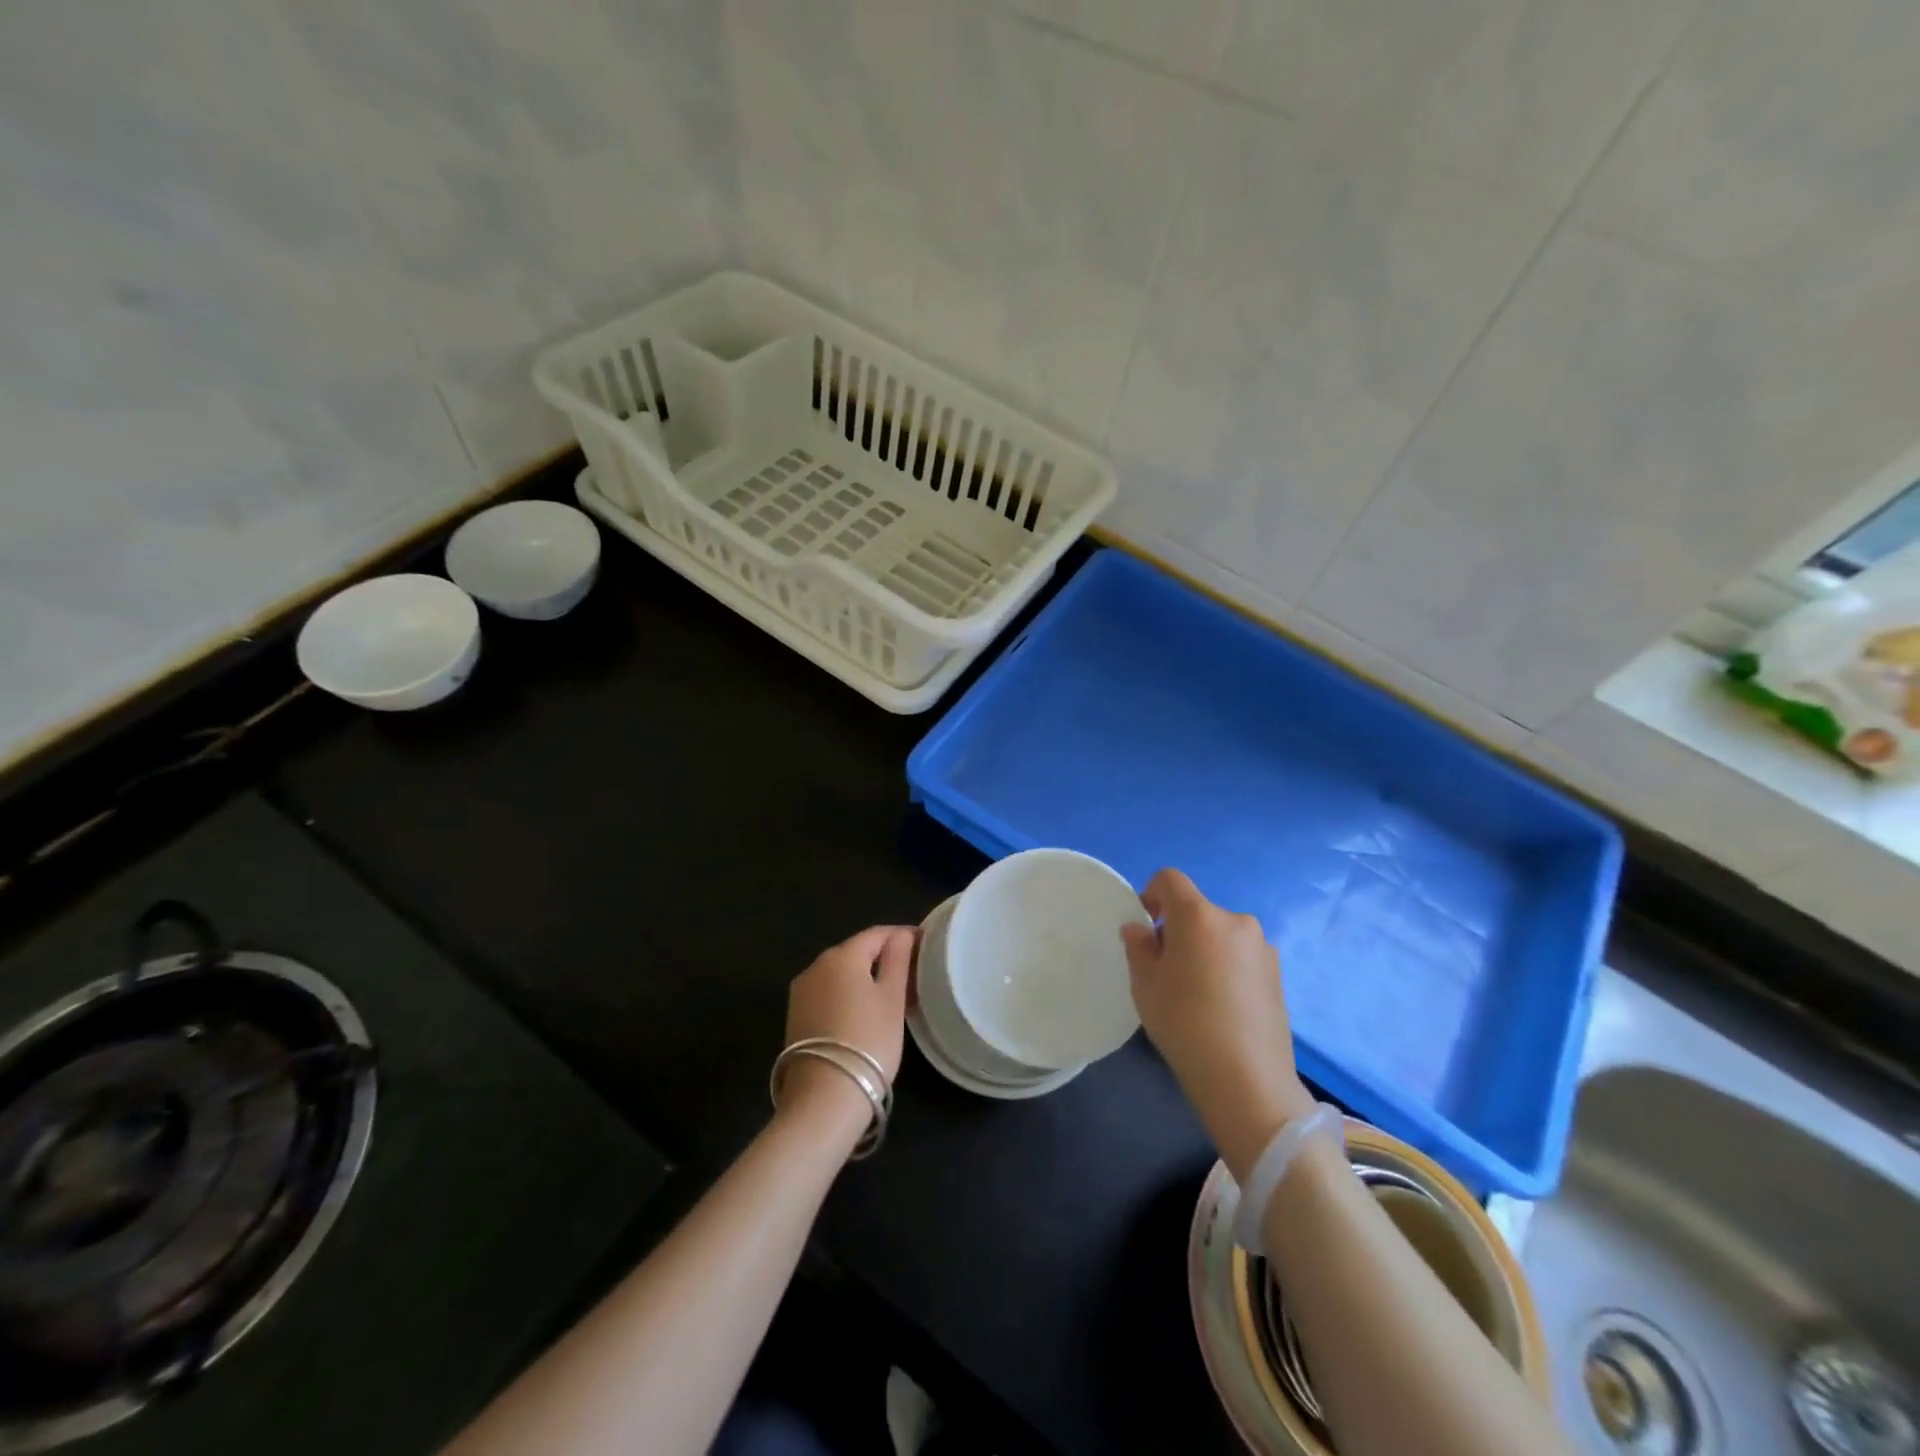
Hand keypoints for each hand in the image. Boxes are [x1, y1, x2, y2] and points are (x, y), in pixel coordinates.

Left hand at [779, 925, 914, 1135]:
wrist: (824, 1097)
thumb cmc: (868, 1041)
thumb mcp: (892, 998)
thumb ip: (897, 960)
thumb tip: (901, 935)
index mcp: (841, 955)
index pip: (876, 934)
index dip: (902, 935)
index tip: (924, 945)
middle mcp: (816, 966)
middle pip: (855, 951)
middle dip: (882, 957)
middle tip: (911, 973)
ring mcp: (801, 992)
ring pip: (840, 973)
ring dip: (864, 977)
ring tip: (891, 995)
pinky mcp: (795, 1016)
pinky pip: (828, 993)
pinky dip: (847, 994)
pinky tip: (863, 1012)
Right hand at [1121, 869, 1315, 1180]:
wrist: (1247, 1080)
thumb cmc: (1184, 1023)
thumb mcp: (1145, 983)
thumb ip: (1138, 946)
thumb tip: (1139, 928)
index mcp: (1199, 915)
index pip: (1170, 879)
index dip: (1151, 894)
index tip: (1145, 926)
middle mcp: (1235, 920)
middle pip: (1197, 910)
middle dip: (1177, 929)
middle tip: (1166, 969)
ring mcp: (1262, 948)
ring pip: (1220, 934)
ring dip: (1204, 948)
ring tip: (1196, 992)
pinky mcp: (1278, 975)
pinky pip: (1240, 956)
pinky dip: (1226, 967)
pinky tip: (1221, 1007)